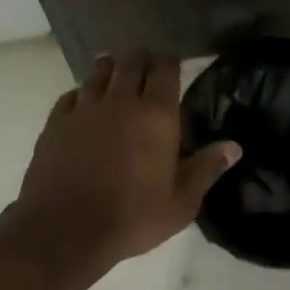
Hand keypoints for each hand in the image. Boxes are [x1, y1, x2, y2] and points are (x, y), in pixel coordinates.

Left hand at [1, 51, 241, 280]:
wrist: (65, 229)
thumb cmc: (132, 217)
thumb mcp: (181, 202)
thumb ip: (206, 169)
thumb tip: (233, 146)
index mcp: (156, 115)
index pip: (165, 68)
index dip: (170, 62)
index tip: (173, 67)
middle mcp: (120, 101)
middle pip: (130, 61)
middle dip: (141, 59)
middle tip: (147, 69)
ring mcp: (84, 109)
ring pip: (98, 71)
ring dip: (111, 68)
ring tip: (116, 76)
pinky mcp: (55, 123)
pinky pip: (71, 95)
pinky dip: (82, 93)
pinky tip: (85, 105)